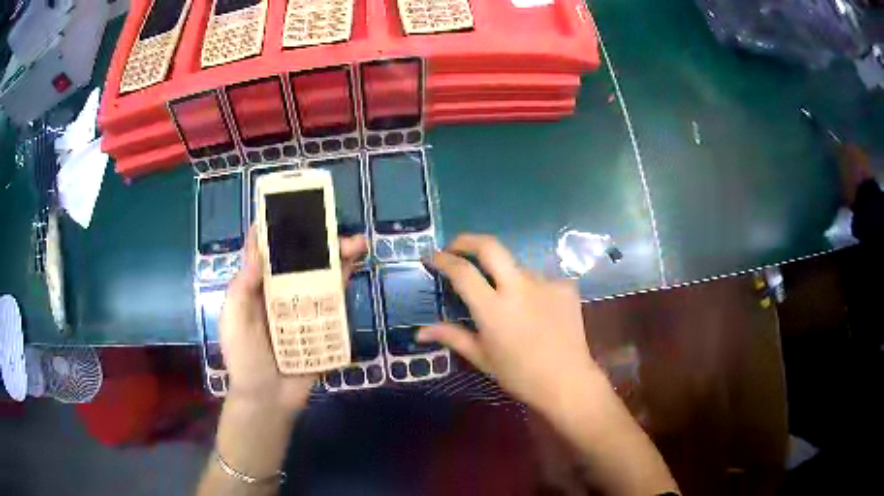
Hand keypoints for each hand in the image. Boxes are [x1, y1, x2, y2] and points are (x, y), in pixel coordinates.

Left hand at [219, 229, 366, 411]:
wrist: (268, 398)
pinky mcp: (321, 326)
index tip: (290, 207)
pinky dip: (343, 283)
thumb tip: (257, 248)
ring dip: (337, 257)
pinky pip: (333, 302)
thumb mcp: (234, 320)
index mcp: (257, 288)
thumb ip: (242, 287)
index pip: (267, 252)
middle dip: (316, 241)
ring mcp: (303, 309)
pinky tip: (354, 269)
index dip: (277, 229)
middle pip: (299, 260)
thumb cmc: (244, 358)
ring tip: (356, 243)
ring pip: (320, 276)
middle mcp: (281, 293)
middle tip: (333, 225)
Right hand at [418, 234, 599, 408]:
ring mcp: (546, 283)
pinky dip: (530, 288)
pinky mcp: (566, 286)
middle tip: (455, 247)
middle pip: (490, 246)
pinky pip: (540, 279)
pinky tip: (534, 308)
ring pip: (516, 265)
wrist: (568, 382)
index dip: (443, 259)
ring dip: (503, 273)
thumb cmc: (520, 375)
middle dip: (467, 240)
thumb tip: (419, 332)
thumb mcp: (482, 357)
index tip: (432, 257)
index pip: (463, 272)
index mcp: (494, 309)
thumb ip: (452, 337)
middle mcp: (520, 288)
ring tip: (504, 295)